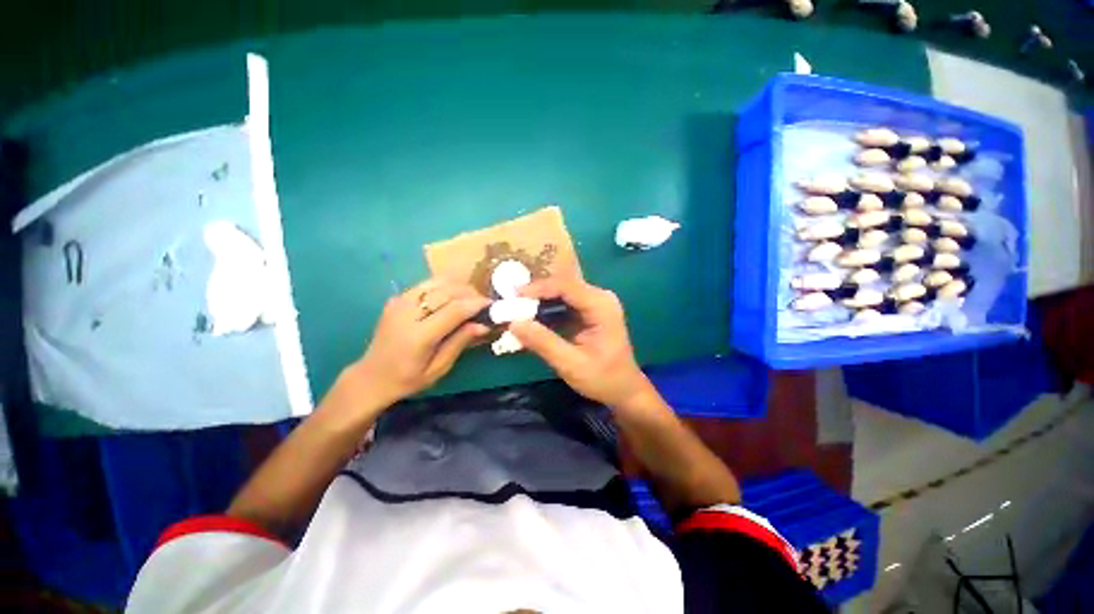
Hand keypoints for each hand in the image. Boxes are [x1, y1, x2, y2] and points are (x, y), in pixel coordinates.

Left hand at [348, 279, 489, 409]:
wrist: (371, 376)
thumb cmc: (407, 379)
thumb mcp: (438, 369)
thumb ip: (460, 343)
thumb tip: (483, 324)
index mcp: (418, 335)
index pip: (454, 310)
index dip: (476, 304)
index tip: (492, 305)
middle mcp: (407, 313)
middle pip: (446, 291)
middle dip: (470, 293)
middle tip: (484, 303)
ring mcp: (399, 302)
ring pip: (437, 282)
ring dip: (459, 287)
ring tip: (471, 298)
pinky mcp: (397, 298)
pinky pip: (427, 284)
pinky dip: (445, 286)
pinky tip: (453, 297)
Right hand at [509, 276, 657, 408]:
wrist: (624, 389)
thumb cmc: (603, 379)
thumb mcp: (571, 364)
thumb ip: (543, 343)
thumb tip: (513, 323)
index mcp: (601, 306)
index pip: (566, 286)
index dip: (538, 288)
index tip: (514, 296)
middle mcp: (600, 298)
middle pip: (563, 286)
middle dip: (536, 294)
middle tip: (511, 303)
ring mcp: (595, 303)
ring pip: (561, 294)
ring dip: (539, 302)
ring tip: (516, 310)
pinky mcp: (589, 311)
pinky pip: (564, 304)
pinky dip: (547, 311)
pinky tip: (531, 319)